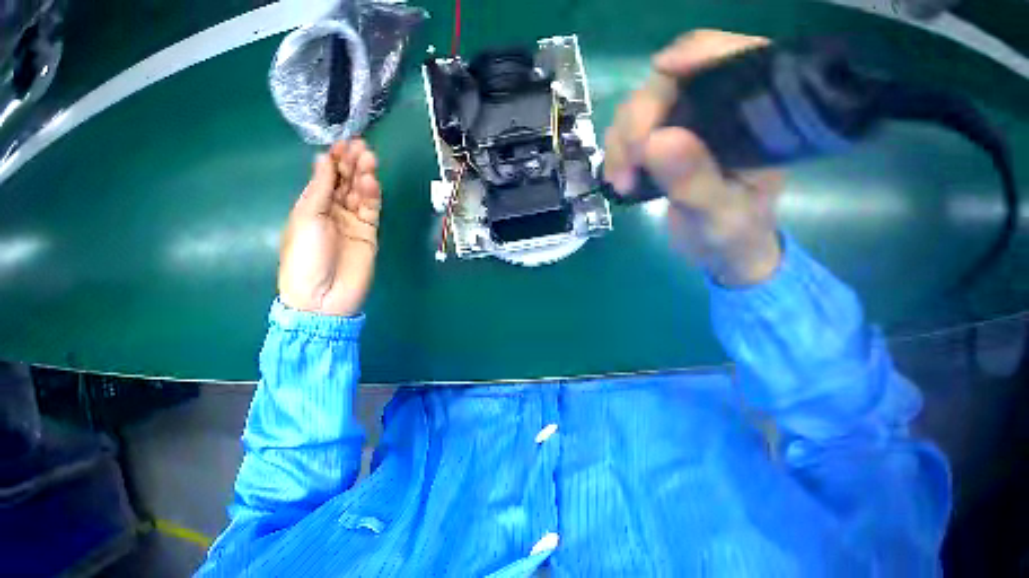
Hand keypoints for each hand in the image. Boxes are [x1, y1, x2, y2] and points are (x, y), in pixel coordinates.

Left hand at [278, 139, 381, 316]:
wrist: (320, 301)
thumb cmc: (304, 257)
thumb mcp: (306, 217)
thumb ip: (319, 185)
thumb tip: (323, 156)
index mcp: (311, 206)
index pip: (326, 175)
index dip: (335, 159)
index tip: (343, 143)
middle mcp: (331, 210)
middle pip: (345, 179)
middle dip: (351, 161)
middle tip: (359, 147)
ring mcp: (351, 221)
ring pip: (360, 189)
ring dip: (363, 172)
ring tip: (368, 158)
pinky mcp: (368, 232)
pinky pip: (371, 206)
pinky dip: (372, 192)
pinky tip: (370, 181)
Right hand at [603, 30, 784, 285]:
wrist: (727, 256)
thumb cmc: (738, 239)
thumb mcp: (722, 220)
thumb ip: (698, 183)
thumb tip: (659, 139)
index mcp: (759, 122)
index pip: (737, 61)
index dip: (701, 52)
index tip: (664, 68)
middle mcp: (728, 107)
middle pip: (679, 77)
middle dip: (645, 111)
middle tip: (630, 157)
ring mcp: (697, 114)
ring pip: (648, 96)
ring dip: (625, 132)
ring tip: (622, 177)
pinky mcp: (671, 125)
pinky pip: (634, 118)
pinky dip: (619, 143)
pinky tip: (618, 174)